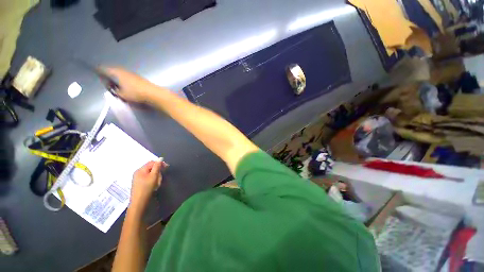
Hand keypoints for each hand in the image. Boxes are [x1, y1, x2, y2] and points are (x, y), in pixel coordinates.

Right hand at [102, 67, 161, 102]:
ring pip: (121, 74)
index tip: (95, 73)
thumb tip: (113, 89)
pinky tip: (126, 87)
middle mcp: (125, 71)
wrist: (154, 94)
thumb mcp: (121, 95)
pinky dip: (125, 81)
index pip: (104, 69)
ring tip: (116, 86)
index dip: (99, 71)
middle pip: (113, 71)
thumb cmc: (136, 94)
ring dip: (118, 79)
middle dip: (109, 76)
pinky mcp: (140, 79)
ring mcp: (133, 74)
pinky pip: (128, 78)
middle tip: (106, 82)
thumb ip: (115, 91)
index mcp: (117, 73)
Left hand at [129, 160, 167, 213]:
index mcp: (140, 170)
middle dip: (158, 171)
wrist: (139, 202)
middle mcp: (138, 172)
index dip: (160, 163)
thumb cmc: (147, 188)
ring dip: (156, 176)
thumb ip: (157, 166)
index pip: (152, 162)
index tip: (167, 167)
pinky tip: (154, 185)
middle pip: (151, 168)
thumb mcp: (154, 176)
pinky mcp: (139, 183)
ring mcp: (138, 178)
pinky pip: (148, 178)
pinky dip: (153, 180)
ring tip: (157, 183)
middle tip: (160, 178)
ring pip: (150, 173)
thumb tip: (160, 158)